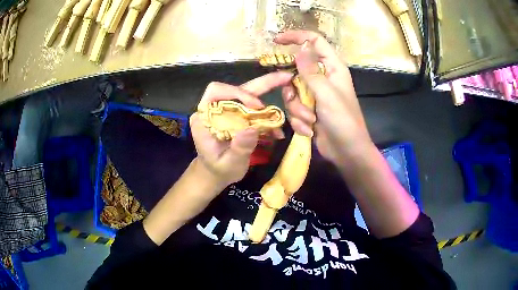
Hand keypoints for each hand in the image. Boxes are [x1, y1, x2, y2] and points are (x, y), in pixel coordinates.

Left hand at [190, 71, 292, 186]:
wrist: (217, 173)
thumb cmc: (218, 169)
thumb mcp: (228, 164)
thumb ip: (239, 149)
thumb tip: (252, 129)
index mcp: (205, 117)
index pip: (216, 92)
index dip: (238, 93)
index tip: (257, 105)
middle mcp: (215, 109)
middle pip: (237, 88)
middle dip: (262, 83)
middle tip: (285, 77)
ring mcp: (228, 111)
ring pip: (248, 95)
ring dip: (268, 95)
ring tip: (289, 94)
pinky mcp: (238, 116)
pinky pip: (254, 109)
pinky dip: (268, 115)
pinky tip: (278, 128)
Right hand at [275, 30, 372, 165]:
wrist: (347, 152)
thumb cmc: (343, 121)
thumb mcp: (327, 94)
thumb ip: (311, 71)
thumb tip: (300, 48)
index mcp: (332, 68)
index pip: (314, 42)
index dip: (296, 37)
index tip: (276, 41)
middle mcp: (322, 78)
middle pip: (296, 70)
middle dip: (293, 88)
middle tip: (297, 98)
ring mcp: (314, 95)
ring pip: (291, 92)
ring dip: (298, 109)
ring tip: (311, 120)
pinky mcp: (308, 110)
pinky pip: (293, 108)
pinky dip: (299, 120)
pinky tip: (310, 130)